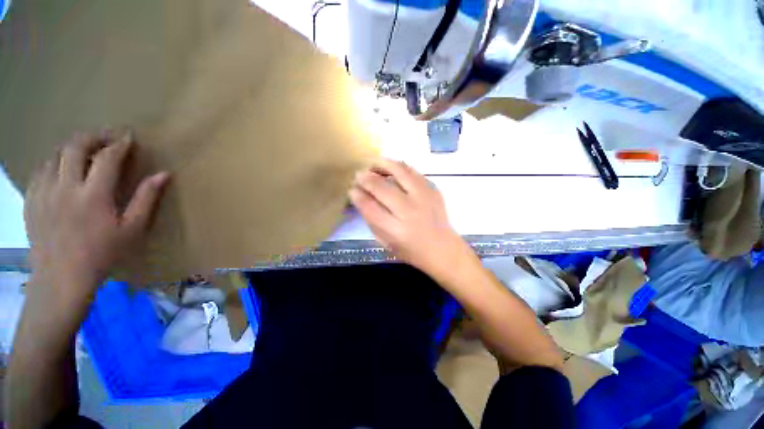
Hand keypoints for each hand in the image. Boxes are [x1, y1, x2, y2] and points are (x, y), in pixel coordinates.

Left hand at [24, 131, 169, 301]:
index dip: (120, 143)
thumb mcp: (132, 229)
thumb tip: (163, 174)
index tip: (129, 136)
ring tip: (86, 151)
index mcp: (93, 195)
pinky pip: (41, 169)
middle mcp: (65, 187)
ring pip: (55, 154)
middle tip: (106, 137)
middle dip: (93, 137)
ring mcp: (44, 191)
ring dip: (73, 147)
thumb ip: (146, 199)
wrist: (61, 277)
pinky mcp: (32, 199)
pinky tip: (63, 169)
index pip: (107, 157)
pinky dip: (54, 162)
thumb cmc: (103, 253)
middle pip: (75, 146)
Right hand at [349, 159, 469, 277]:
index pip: (370, 207)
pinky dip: (400, 167)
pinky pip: (414, 172)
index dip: (358, 196)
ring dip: (383, 165)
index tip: (351, 189)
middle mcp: (409, 211)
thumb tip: (361, 198)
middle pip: (382, 188)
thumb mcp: (386, 242)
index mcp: (396, 230)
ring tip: (373, 163)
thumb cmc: (411, 249)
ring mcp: (424, 198)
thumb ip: (372, 221)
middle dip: (366, 178)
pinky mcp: (433, 190)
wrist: (442, 248)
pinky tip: (392, 167)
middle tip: (359, 174)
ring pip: (400, 173)